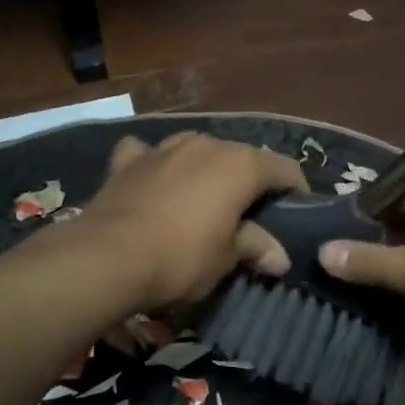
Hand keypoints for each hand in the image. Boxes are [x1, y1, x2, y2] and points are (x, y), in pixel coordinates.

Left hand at [78, 132, 306, 309]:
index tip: (298, 214)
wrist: (107, 258)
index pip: (284, 169)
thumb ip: (255, 247)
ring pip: (196, 151)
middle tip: (250, 216)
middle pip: (241, 157)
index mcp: (239, 165)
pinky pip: (148, 154)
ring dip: (205, 171)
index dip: (296, 191)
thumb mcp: (226, 259)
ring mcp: (163, 147)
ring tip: (203, 201)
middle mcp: (205, 145)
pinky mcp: (127, 161)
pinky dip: (155, 165)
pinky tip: (152, 181)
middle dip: (250, 182)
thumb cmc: (181, 258)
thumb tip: (280, 258)